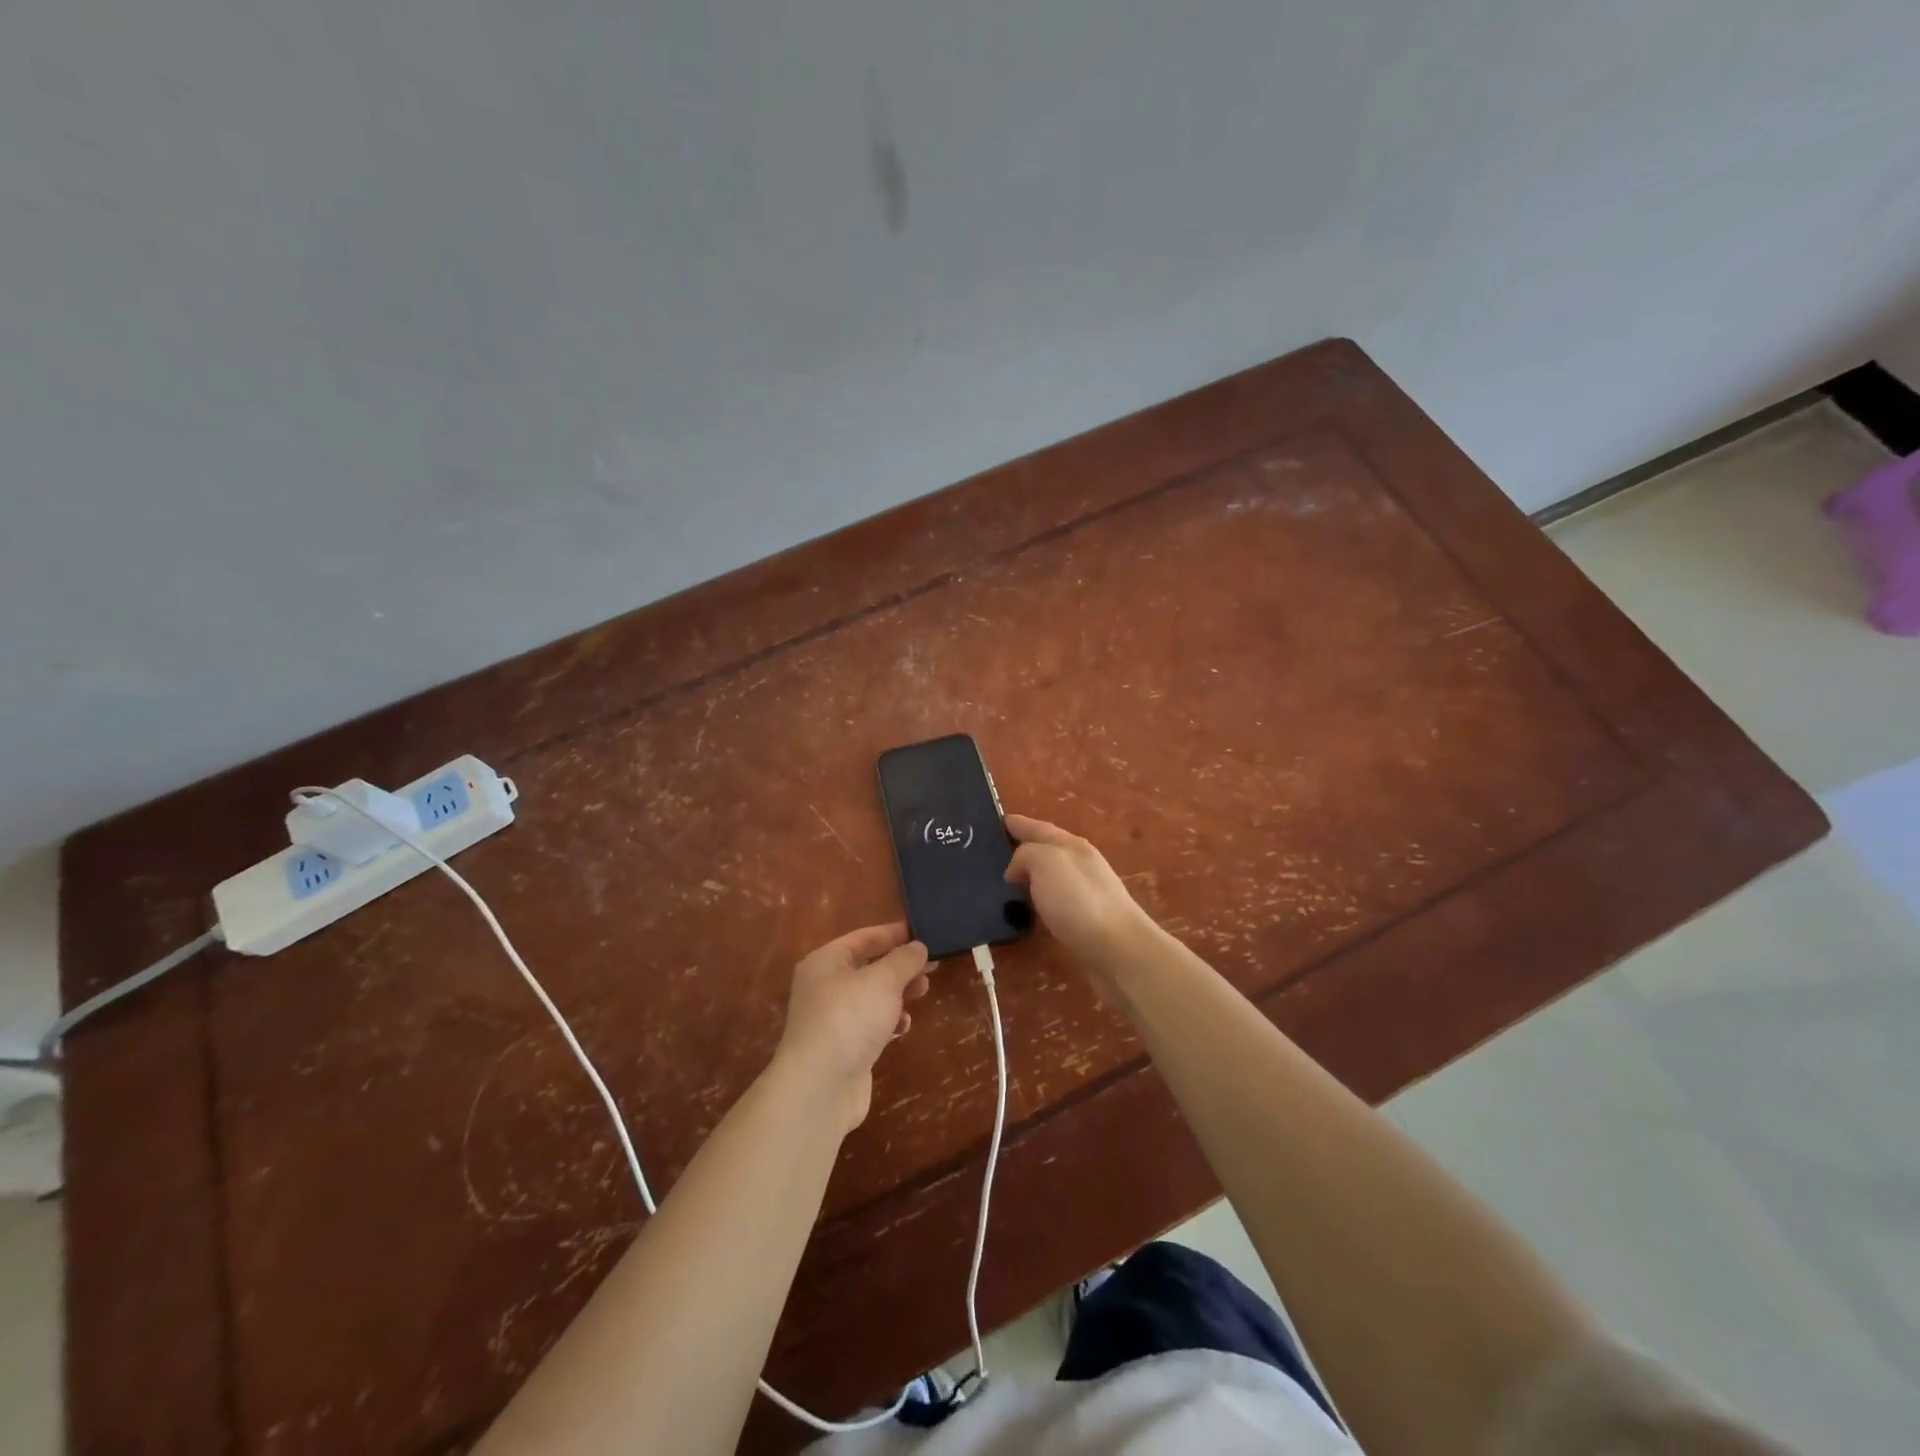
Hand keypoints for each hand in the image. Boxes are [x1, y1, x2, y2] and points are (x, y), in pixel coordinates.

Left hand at [772, 923, 929, 1133]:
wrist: (819, 1088)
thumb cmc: (849, 1019)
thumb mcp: (882, 980)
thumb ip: (904, 960)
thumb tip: (918, 947)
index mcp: (826, 962)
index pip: (863, 938)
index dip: (893, 934)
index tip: (923, 933)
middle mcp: (825, 987)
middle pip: (869, 967)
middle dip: (900, 966)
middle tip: (931, 967)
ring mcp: (833, 1019)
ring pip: (872, 997)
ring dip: (898, 994)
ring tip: (923, 993)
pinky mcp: (844, 1048)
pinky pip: (871, 1024)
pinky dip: (889, 1022)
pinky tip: (903, 1027)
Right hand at [1004, 814, 1159, 997]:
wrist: (1118, 951)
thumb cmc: (1080, 900)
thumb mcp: (1047, 862)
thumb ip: (1026, 855)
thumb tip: (1016, 870)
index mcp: (1072, 845)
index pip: (1039, 828)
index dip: (1018, 824)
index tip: (996, 820)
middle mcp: (1080, 865)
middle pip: (1046, 850)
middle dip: (1021, 849)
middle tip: (991, 854)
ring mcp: (1085, 894)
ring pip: (1049, 878)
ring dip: (1029, 877)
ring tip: (1001, 884)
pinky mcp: (1084, 922)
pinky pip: (1053, 903)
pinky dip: (1037, 902)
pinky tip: (1025, 912)